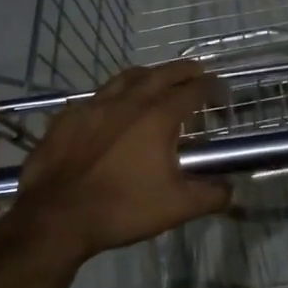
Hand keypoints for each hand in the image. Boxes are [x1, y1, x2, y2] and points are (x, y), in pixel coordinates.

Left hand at [5, 61, 230, 262]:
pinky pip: (96, 98)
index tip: (222, 90)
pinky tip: (111, 109)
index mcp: (157, 117)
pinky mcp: (67, 117)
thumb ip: (211, 195)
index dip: (211, 87)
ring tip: (156, 79)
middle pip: (161, 74)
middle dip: (183, 71)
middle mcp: (127, 102)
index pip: (192, 91)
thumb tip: (231, 189)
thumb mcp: (177, 207)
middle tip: (196, 72)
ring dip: (147, 75)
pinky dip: (112, 96)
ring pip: (125, 78)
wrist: (56, 217)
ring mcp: (93, 106)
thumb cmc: (122, 209)